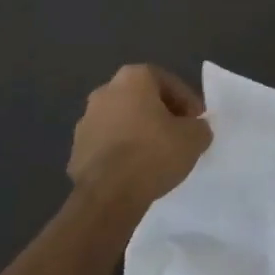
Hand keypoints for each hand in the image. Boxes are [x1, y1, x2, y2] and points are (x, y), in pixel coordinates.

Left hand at [68, 64, 212, 206]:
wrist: (107, 196)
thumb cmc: (153, 153)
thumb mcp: (194, 138)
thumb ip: (199, 127)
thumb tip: (196, 129)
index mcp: (133, 78)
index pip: (167, 82)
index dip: (186, 101)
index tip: (196, 122)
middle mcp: (105, 91)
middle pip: (141, 98)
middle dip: (160, 114)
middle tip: (177, 136)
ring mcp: (86, 120)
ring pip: (121, 121)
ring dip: (137, 133)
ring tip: (155, 157)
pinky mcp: (75, 150)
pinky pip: (106, 145)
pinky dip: (120, 153)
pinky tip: (134, 172)